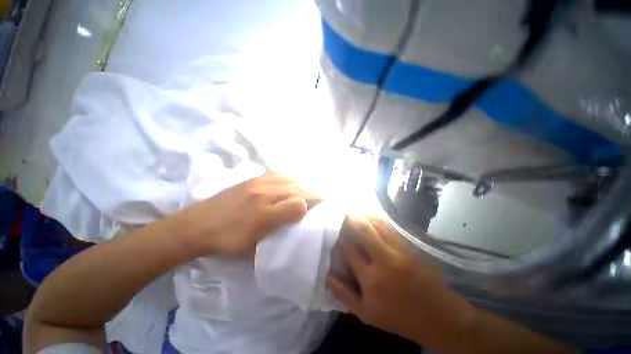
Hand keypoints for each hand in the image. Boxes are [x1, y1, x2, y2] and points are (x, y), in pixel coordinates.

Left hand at [170, 172, 321, 256]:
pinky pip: (280, 174)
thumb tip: (301, 209)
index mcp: (265, 212)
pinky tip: (297, 181)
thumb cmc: (226, 240)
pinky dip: (293, 177)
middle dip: (317, 192)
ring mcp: (259, 183)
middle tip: (329, 196)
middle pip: (299, 189)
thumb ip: (279, 225)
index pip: (300, 204)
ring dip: (307, 184)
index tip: (327, 208)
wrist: (196, 225)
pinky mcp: (254, 179)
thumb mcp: (252, 245)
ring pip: (292, 180)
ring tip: (316, 189)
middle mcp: (265, 193)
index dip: (315, 205)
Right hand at [327, 216, 476, 349]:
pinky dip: (380, 220)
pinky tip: (373, 216)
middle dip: (352, 217)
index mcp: (371, 278)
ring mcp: (400, 251)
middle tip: (344, 210)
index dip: (340, 236)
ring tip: (356, 208)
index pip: (349, 249)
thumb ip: (344, 294)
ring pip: (379, 225)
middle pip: (364, 230)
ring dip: (366, 215)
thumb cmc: (398, 317)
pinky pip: (391, 229)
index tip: (334, 228)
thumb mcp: (366, 314)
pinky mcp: (411, 248)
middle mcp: (384, 260)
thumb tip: (326, 276)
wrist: (438, 317)